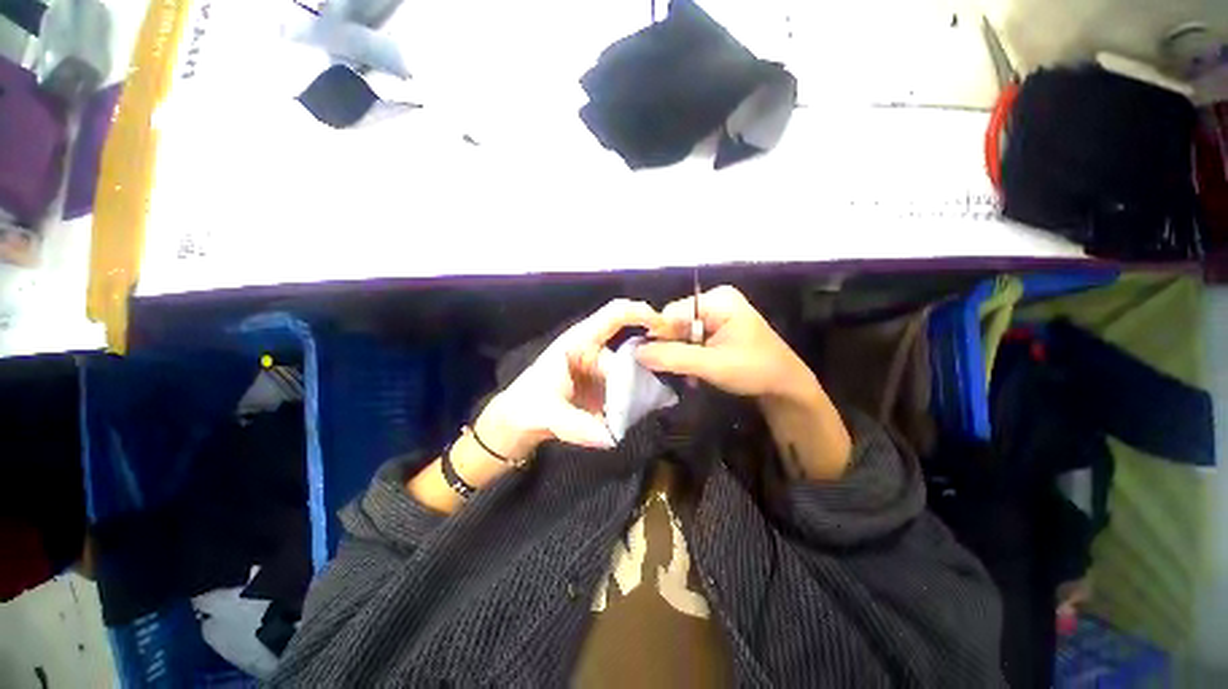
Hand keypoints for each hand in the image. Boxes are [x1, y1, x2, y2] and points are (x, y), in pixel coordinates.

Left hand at [478, 299, 661, 457]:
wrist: (518, 424)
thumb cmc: (526, 406)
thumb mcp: (545, 413)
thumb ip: (575, 425)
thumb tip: (609, 438)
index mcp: (580, 341)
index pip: (614, 315)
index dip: (640, 313)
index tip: (666, 327)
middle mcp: (596, 350)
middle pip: (631, 351)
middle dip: (647, 369)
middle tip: (659, 391)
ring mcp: (603, 370)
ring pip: (634, 373)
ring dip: (643, 389)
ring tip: (651, 407)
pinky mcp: (607, 388)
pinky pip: (629, 389)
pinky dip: (638, 400)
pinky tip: (644, 412)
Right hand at [636, 286, 850, 479]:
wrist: (786, 386)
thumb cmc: (754, 370)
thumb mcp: (711, 365)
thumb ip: (673, 357)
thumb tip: (636, 353)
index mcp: (717, 300)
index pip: (671, 312)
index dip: (659, 335)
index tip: (651, 360)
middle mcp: (715, 302)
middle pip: (676, 322)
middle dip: (672, 348)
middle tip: (675, 372)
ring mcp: (717, 315)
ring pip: (682, 334)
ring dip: (681, 356)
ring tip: (689, 376)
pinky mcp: (718, 329)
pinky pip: (692, 340)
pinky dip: (689, 357)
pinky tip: (696, 373)